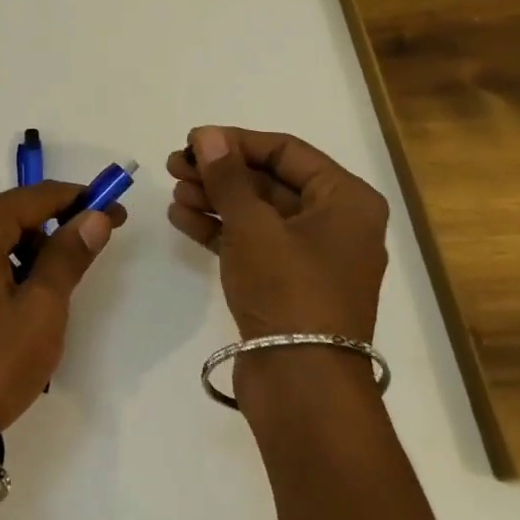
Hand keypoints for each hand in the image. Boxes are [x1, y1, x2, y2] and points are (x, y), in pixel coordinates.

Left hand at [0, 184, 123, 429]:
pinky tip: (6, 308)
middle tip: (83, 253)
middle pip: (5, 216)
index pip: (33, 197)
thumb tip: (94, 216)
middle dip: (48, 228)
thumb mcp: (42, 309)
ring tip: (46, 290)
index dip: (78, 200)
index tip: (113, 211)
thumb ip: (67, 256)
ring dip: (19, 253)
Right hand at [165, 126, 387, 343]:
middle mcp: (335, 223)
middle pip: (270, 181)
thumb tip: (208, 135)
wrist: (302, 385)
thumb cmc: (288, 290)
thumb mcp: (253, 226)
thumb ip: (227, 176)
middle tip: (174, 165)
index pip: (286, 151)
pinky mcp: (289, 284)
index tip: (192, 140)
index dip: (236, 141)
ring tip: (174, 191)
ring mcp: (312, 256)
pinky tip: (182, 218)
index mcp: (346, 200)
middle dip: (221, 172)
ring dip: (216, 199)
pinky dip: (220, 230)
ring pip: (258, 213)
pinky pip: (253, 243)